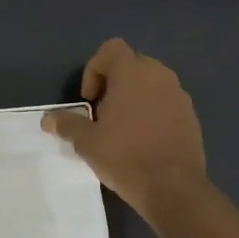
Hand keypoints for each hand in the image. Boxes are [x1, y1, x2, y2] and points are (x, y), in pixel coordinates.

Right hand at [43, 39, 207, 217]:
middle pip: (131, 65)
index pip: (111, 49)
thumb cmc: (125, 157)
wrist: (173, 188)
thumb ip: (67, 124)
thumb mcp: (87, 142)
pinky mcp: (191, 115)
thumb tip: (48, 119)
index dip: (94, 69)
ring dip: (134, 97)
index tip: (90, 100)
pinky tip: (145, 140)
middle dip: (114, 84)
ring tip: (124, 129)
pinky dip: (153, 111)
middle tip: (103, 114)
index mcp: (132, 73)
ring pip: (151, 83)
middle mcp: (159, 75)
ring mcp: (179, 95)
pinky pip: (166, 102)